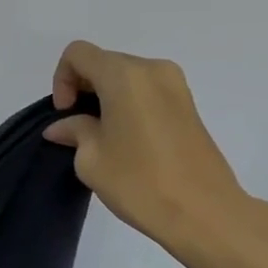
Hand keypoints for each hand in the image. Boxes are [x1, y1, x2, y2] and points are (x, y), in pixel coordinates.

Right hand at [44, 40, 259, 261]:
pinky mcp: (189, 106)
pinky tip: (127, 140)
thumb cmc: (140, 182)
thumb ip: (74, 131)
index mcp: (124, 75)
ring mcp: (176, 86)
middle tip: (77, 127)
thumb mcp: (91, 159)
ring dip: (106, 97)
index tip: (66, 114)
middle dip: (83, 88)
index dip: (62, 80)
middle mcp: (152, 70)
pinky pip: (147, 92)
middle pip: (104, 62)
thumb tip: (64, 126)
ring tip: (102, 137)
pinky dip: (128, 105)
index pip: (78, 54)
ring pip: (127, 77)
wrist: (205, 213)